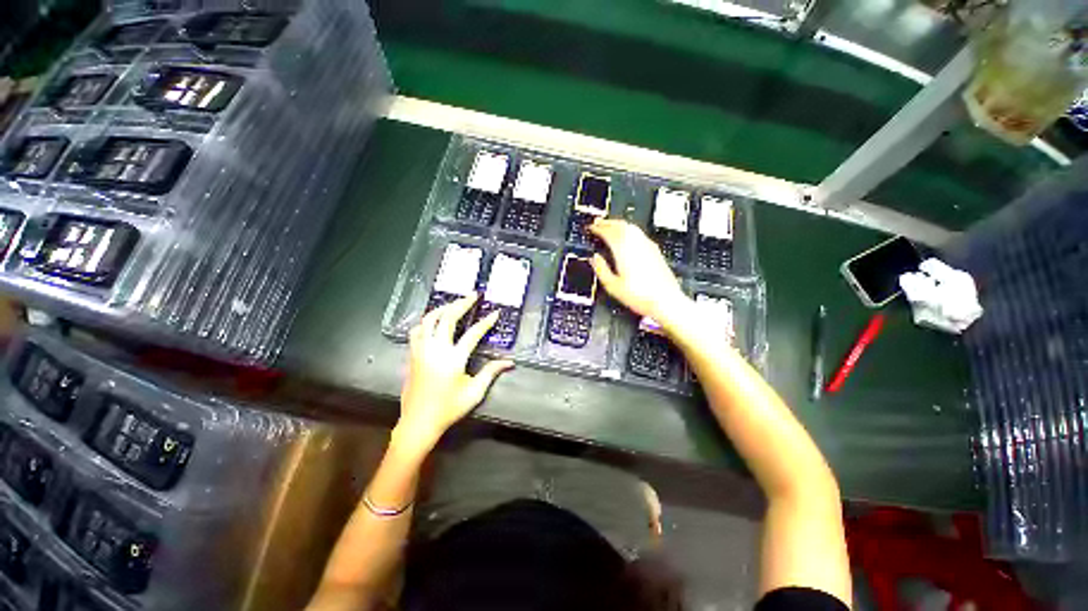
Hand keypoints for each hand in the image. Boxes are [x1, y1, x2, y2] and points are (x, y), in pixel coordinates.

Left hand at [396, 294, 513, 454]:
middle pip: (448, 318)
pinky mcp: (412, 355)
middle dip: (462, 304)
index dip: (486, 322)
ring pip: (428, 320)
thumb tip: (509, 362)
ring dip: (442, 308)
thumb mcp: (475, 392)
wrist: (418, 422)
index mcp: (454, 358)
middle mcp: (436, 349)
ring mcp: (421, 350)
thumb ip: (491, 372)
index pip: (473, 333)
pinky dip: (426, 321)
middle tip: (473, 296)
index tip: (495, 313)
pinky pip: (416, 330)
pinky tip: (433, 321)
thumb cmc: (449, 408)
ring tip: (453, 304)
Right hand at [589, 219, 690, 327]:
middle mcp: (636, 243)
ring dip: (618, 224)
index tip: (590, 228)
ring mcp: (647, 245)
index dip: (597, 228)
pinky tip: (628, 237)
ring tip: (611, 226)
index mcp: (623, 249)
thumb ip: (601, 269)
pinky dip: (629, 230)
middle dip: (607, 223)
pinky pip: (639, 233)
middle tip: (598, 223)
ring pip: (631, 227)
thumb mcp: (612, 286)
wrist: (666, 301)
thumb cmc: (640, 296)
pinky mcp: (655, 250)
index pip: (608, 232)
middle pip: (620, 225)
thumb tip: (594, 258)